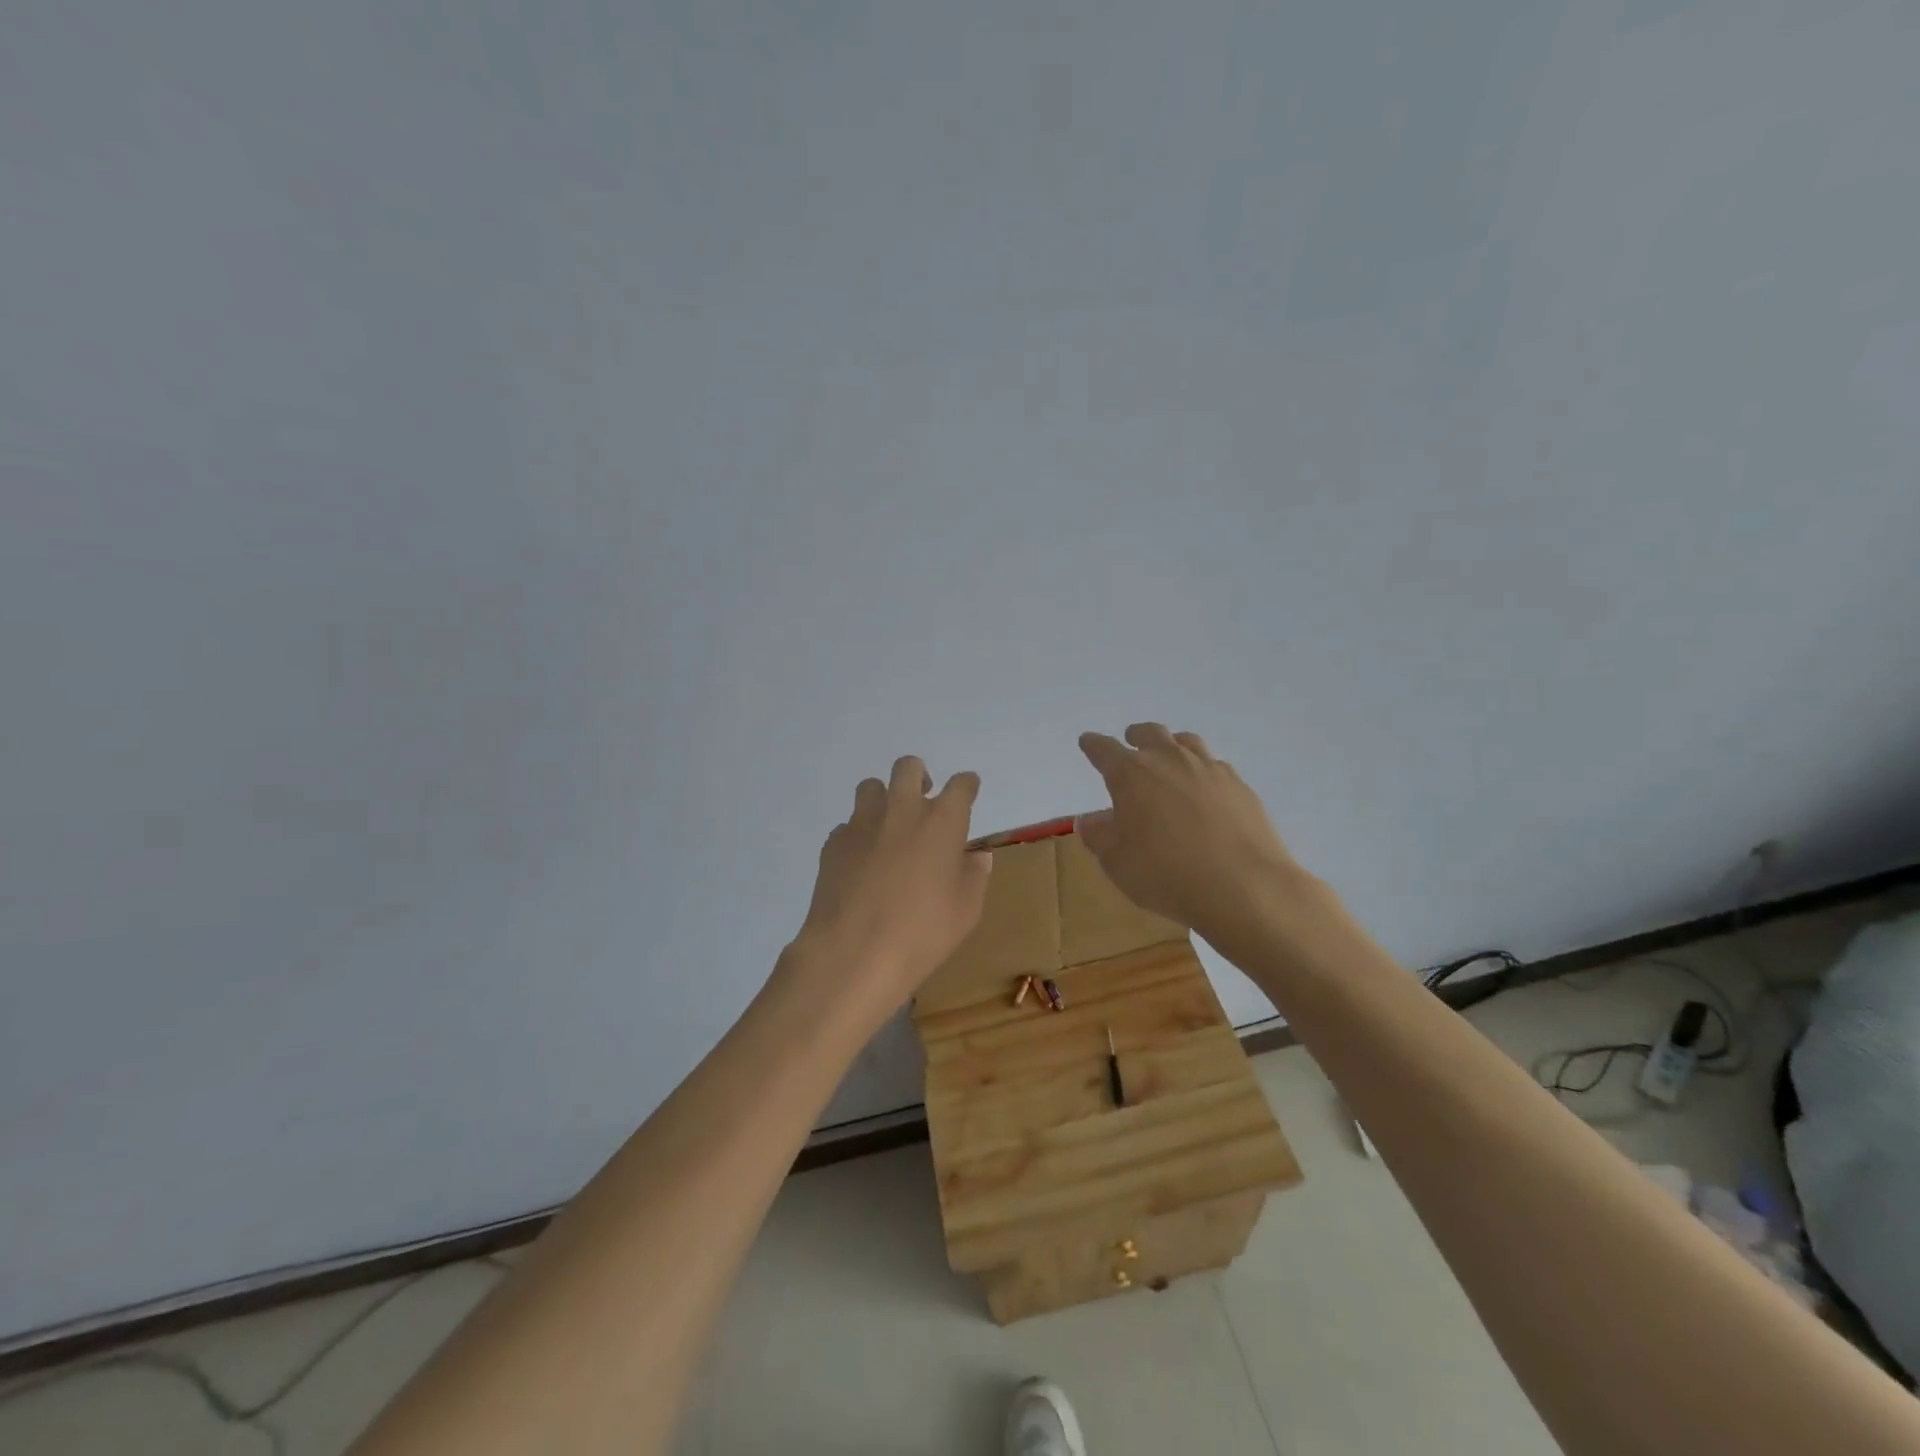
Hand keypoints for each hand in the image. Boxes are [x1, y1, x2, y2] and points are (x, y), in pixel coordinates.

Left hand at [779, 756, 992, 1033]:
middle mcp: (902, 810)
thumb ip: (974, 875)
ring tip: (889, 828)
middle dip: (919, 777)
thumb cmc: (922, 932)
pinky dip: (859, 835)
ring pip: (871, 787)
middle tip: (924, 801)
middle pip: (909, 767)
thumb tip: (976, 856)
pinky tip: (862, 863)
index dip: (967, 786)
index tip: (968, 793)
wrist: (853, 952)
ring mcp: (862, 823)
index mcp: (942, 821)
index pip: (961, 785)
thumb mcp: (966, 910)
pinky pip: (849, 825)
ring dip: (884, 799)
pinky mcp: (834, 842)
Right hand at [1077, 724, 1315, 957]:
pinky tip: (1205, 789)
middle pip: (1150, 733)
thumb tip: (1089, 819)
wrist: (1244, 886)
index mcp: (1131, 774)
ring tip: (1170, 757)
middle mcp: (1169, 760)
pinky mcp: (1240, 785)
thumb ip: (1099, 836)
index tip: (1087, 742)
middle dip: (1136, 736)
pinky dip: (1203, 770)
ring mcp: (1209, 769)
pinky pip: (1215, 765)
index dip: (1093, 745)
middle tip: (1131, 741)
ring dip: (1172, 745)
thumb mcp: (1117, 862)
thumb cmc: (1166, 874)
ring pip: (1187, 742)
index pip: (1104, 750)